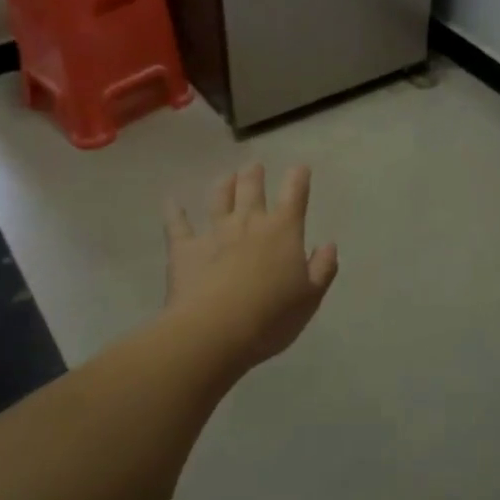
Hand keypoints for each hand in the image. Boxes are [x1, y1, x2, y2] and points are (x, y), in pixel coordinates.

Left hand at [165, 164, 338, 374]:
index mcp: (283, 231)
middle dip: (255, 175)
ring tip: (227, 177)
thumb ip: (322, 268)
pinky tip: (171, 202)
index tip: (300, 168)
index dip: (298, 178)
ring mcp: (214, 232)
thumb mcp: (310, 297)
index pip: (294, 195)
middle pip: (252, 189)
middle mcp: (248, 223)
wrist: (215, 331)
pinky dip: (174, 211)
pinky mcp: (184, 249)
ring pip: (219, 200)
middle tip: (254, 167)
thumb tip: (328, 245)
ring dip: (224, 186)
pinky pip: (177, 224)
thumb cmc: (271, 316)